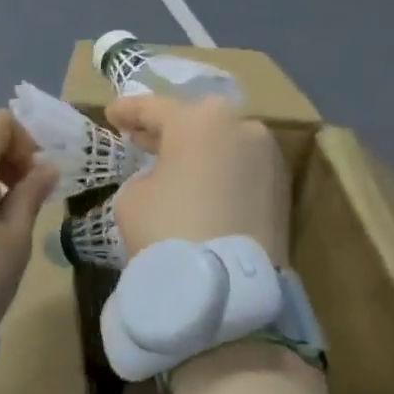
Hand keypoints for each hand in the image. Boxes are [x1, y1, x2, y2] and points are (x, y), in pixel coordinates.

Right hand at [107, 94, 290, 264]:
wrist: (224, 286)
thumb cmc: (166, 228)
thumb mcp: (133, 195)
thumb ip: (147, 174)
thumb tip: (165, 179)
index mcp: (199, 120)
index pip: (154, 107)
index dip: (128, 111)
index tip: (111, 115)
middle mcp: (241, 127)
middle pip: (197, 120)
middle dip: (168, 128)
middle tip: (142, 138)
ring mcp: (268, 157)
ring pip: (224, 144)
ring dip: (199, 151)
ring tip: (175, 166)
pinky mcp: (282, 189)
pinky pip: (241, 169)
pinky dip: (221, 173)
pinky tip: (202, 188)